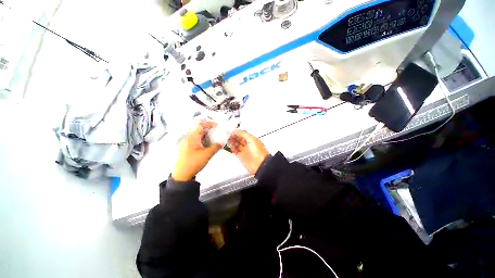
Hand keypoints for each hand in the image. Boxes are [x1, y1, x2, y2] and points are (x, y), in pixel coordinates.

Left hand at [171, 122, 221, 181]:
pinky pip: (196, 140)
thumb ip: (215, 147)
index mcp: (192, 137)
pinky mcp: (187, 148)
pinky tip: (208, 145)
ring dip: (206, 135)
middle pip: (199, 129)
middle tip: (217, 132)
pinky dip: (203, 140)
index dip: (209, 123)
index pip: (200, 125)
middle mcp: (188, 138)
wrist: (181, 175)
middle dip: (209, 130)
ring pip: (198, 135)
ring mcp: (187, 143)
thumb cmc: (193, 163)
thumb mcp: (207, 154)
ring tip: (214, 138)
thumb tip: (221, 143)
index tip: (217, 126)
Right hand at [228, 130, 268, 174]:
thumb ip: (243, 134)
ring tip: (226, 139)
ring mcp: (244, 150)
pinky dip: (231, 148)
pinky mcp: (241, 156)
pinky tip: (229, 145)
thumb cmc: (259, 151)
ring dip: (231, 141)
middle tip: (227, 134)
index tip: (231, 130)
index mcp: (251, 139)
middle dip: (233, 136)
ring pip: (236, 144)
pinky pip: (235, 151)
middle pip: (238, 139)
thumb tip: (236, 130)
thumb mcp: (252, 139)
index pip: (242, 134)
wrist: (260, 164)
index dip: (237, 132)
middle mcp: (248, 144)